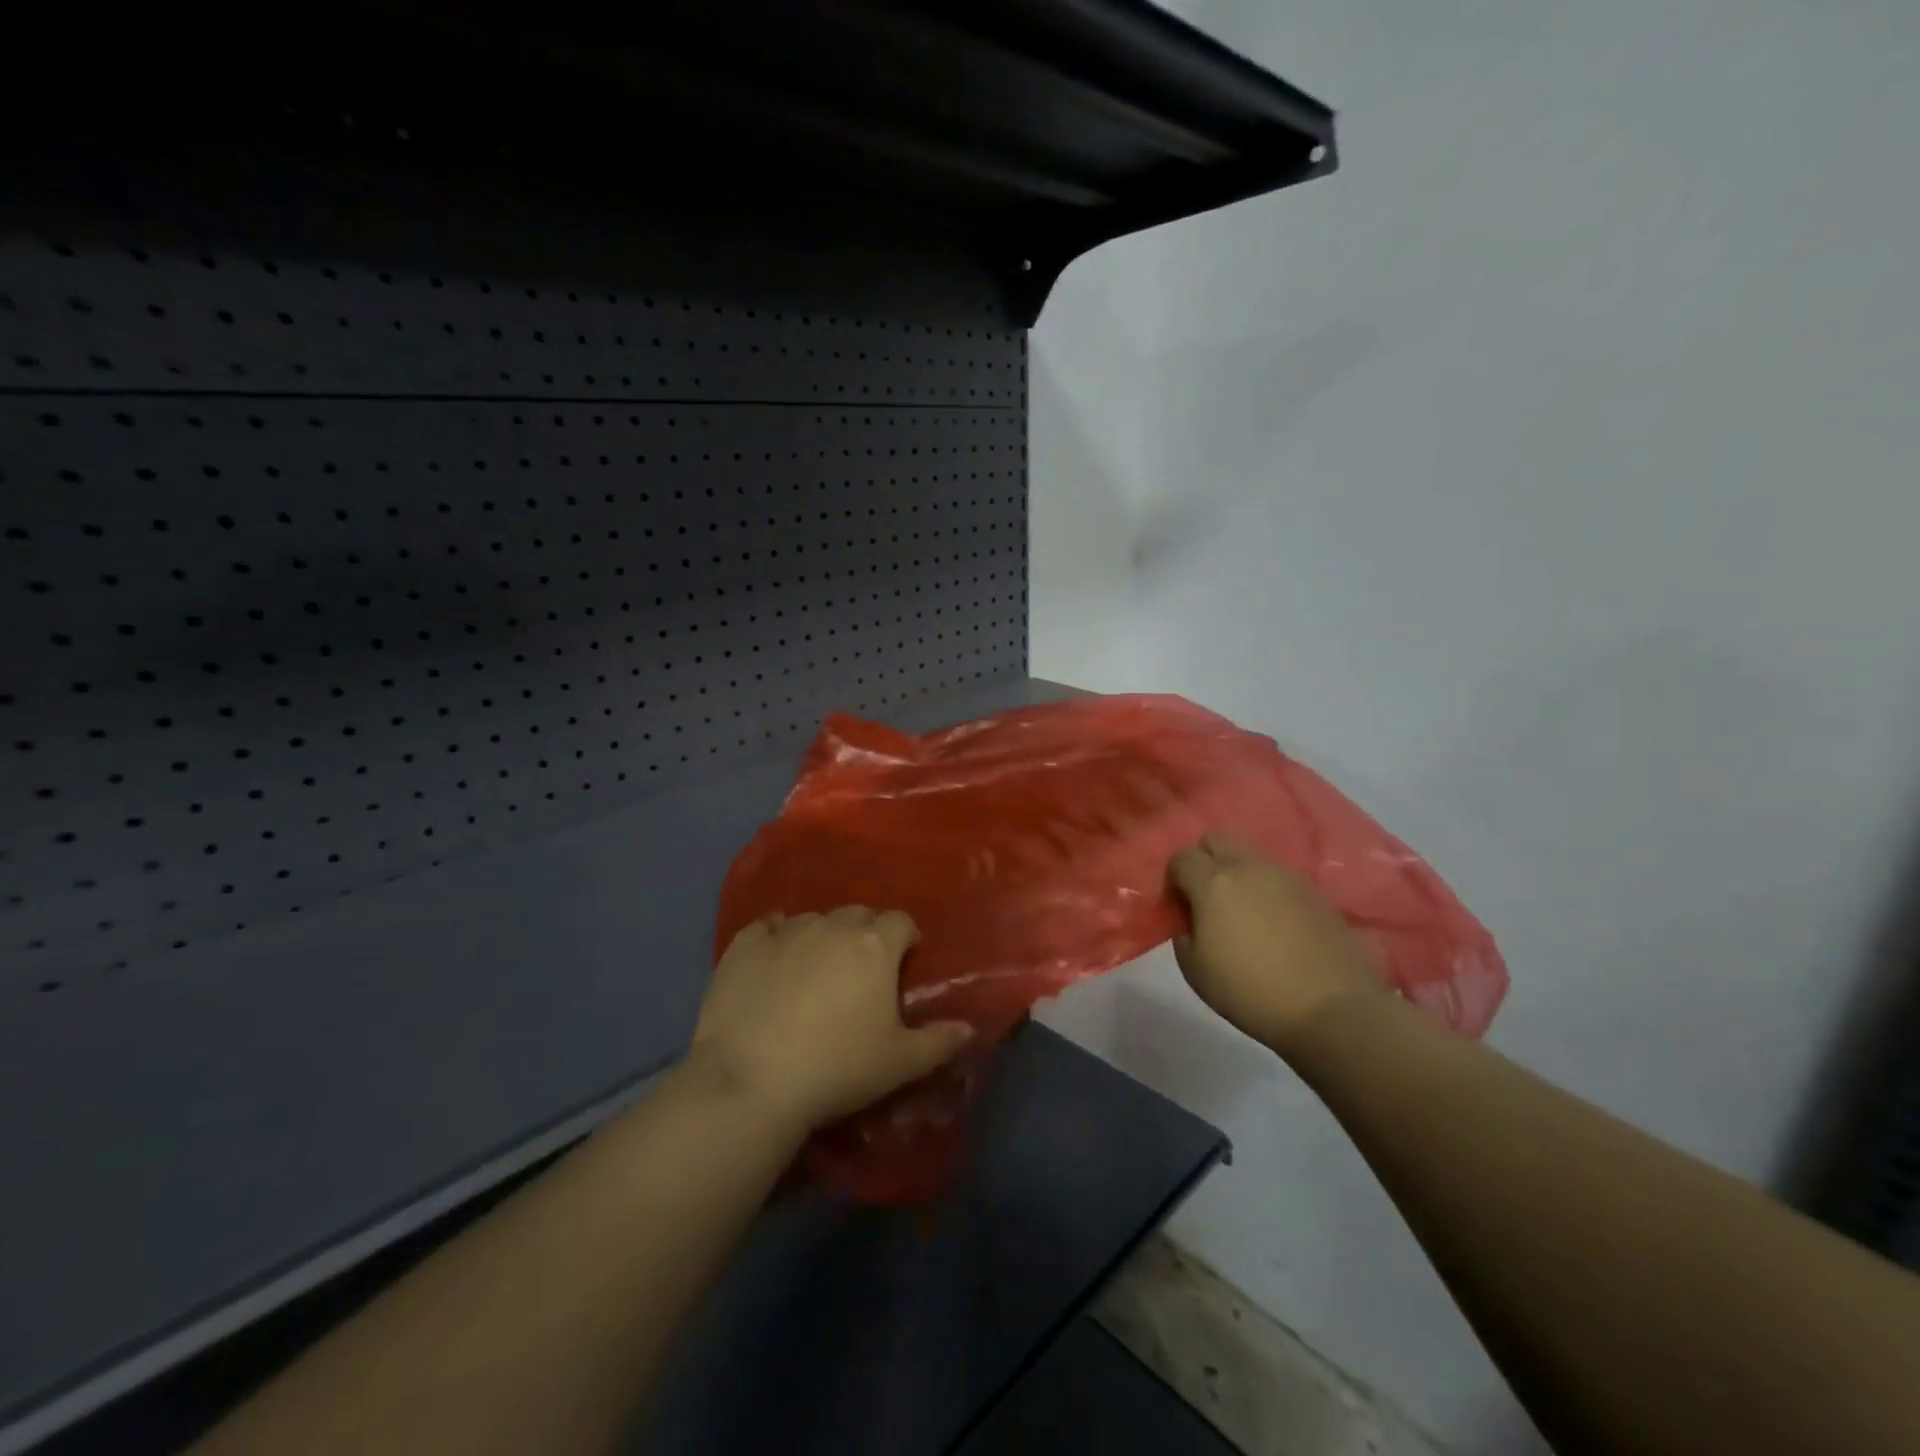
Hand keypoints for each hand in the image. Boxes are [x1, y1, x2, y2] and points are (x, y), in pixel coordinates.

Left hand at [689, 907, 973, 1134]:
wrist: (752, 1083)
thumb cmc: (838, 1069)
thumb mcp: (900, 1064)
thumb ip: (939, 1042)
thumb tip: (969, 1028)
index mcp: (874, 945)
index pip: (901, 922)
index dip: (906, 939)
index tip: (903, 964)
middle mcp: (832, 927)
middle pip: (858, 916)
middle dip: (865, 936)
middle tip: (861, 973)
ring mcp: (785, 933)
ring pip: (813, 920)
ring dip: (822, 937)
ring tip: (815, 973)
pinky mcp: (743, 947)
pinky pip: (765, 927)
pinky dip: (774, 937)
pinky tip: (773, 958)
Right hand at [1168, 831, 1384, 1054]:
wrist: (1331, 1008)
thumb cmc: (1250, 991)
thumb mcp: (1195, 971)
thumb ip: (1183, 935)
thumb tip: (1191, 922)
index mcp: (1213, 882)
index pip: (1181, 857)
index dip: (1174, 879)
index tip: (1179, 907)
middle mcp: (1248, 867)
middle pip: (1217, 839)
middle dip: (1205, 860)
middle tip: (1207, 898)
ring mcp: (1286, 876)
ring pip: (1251, 857)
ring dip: (1240, 874)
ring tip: (1245, 912)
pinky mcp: (1316, 892)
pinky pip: (1280, 879)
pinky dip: (1270, 892)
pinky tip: (1276, 925)